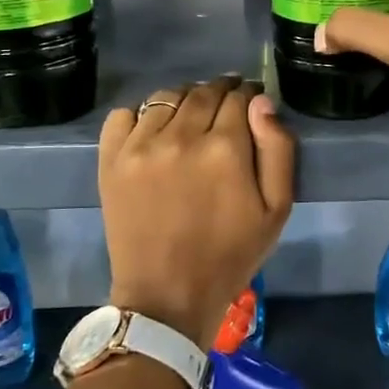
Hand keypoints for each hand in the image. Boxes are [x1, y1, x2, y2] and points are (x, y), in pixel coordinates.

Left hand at [98, 76, 295, 348]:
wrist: (167, 296)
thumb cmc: (230, 255)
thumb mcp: (276, 209)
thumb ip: (277, 149)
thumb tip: (261, 101)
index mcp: (225, 148)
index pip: (238, 97)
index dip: (248, 95)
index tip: (250, 102)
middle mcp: (181, 136)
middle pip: (203, 92)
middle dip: (219, 92)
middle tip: (225, 107)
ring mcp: (141, 146)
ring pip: (166, 97)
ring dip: (184, 100)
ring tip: (190, 118)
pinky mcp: (111, 160)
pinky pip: (123, 114)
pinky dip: (141, 115)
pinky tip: (153, 132)